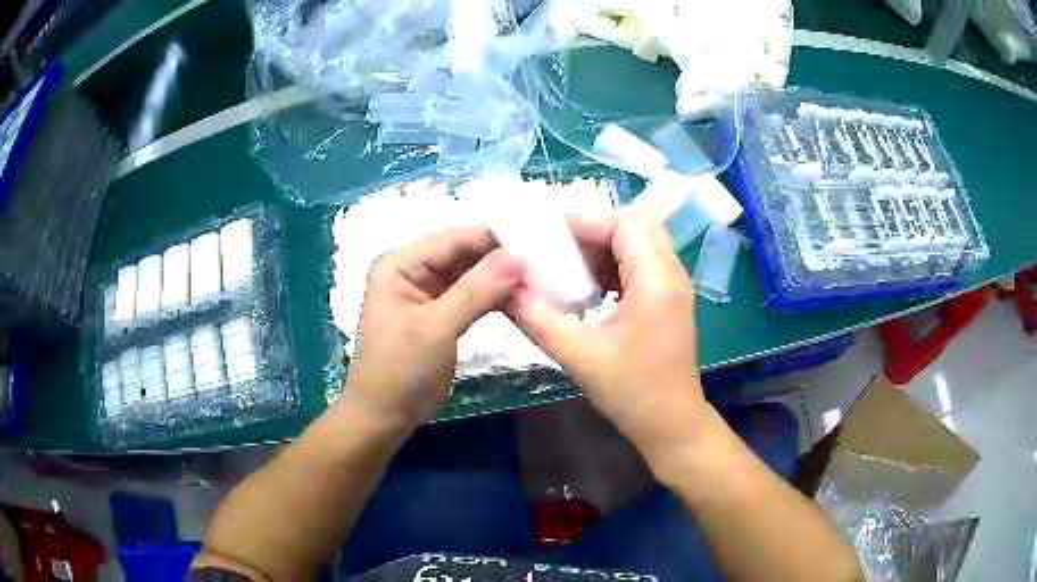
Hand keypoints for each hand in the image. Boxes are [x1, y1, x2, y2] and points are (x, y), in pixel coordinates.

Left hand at [342, 226, 523, 427]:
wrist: (386, 415)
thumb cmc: (401, 368)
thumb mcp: (436, 327)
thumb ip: (477, 289)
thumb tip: (520, 256)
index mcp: (402, 263)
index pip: (455, 238)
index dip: (495, 238)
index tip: (538, 242)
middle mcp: (415, 270)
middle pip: (465, 254)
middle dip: (502, 259)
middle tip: (547, 263)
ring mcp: (431, 293)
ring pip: (473, 275)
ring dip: (503, 278)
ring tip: (541, 278)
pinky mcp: (445, 314)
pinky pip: (475, 297)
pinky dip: (497, 297)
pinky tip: (524, 297)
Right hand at [506, 207, 709, 467]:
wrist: (672, 425)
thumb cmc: (632, 393)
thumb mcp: (580, 357)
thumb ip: (538, 319)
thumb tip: (504, 289)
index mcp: (656, 280)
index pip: (625, 222)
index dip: (586, 222)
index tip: (548, 239)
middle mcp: (672, 273)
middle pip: (635, 224)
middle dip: (594, 230)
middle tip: (556, 250)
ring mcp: (673, 286)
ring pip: (638, 242)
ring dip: (602, 248)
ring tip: (565, 267)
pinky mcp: (668, 299)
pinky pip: (640, 264)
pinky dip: (612, 265)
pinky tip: (587, 288)